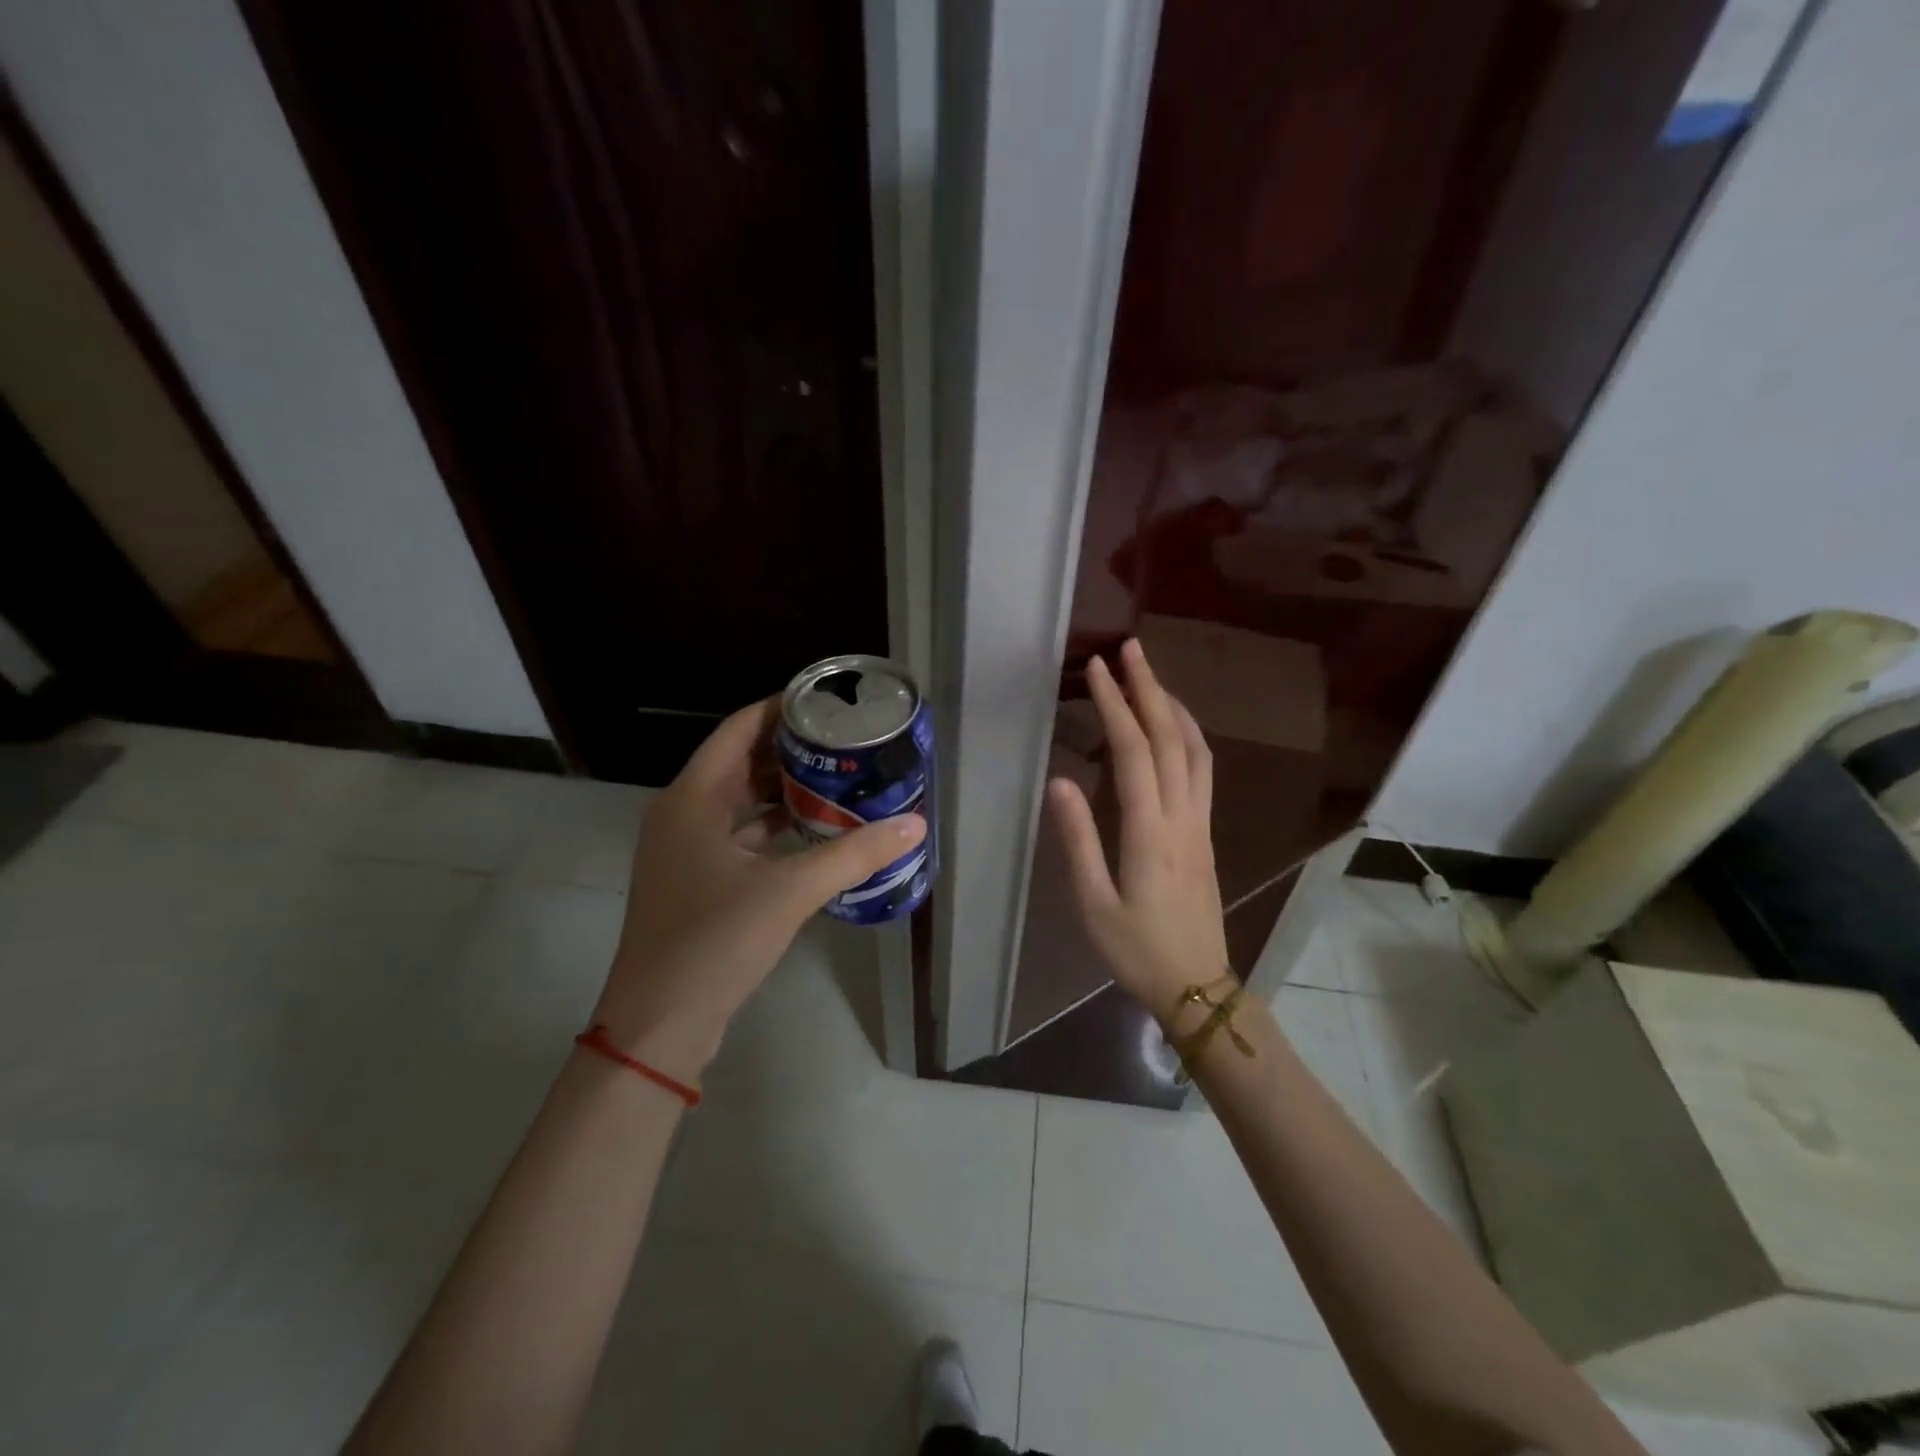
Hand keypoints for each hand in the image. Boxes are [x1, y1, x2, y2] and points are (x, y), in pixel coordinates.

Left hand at [595, 697, 925, 1081]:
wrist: (659, 1023)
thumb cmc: (715, 940)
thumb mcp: (789, 890)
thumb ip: (854, 854)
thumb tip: (914, 825)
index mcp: (692, 798)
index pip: (739, 729)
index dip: (781, 709)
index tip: (827, 701)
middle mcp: (683, 814)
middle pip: (740, 762)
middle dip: (791, 749)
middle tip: (845, 740)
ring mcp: (685, 850)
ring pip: (740, 802)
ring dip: (784, 789)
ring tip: (838, 777)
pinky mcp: (696, 881)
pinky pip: (740, 836)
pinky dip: (774, 827)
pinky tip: (815, 830)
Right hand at [1049, 639, 1228, 1019]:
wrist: (1196, 986)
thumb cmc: (1136, 951)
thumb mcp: (1093, 904)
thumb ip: (1078, 840)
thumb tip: (1059, 782)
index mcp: (1150, 833)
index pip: (1134, 753)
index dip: (1117, 705)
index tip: (1099, 668)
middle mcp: (1183, 817)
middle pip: (1172, 738)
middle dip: (1150, 688)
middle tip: (1131, 648)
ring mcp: (1201, 823)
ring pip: (1196, 750)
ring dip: (1174, 707)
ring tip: (1151, 676)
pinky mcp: (1206, 833)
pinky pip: (1204, 770)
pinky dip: (1190, 735)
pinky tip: (1175, 727)